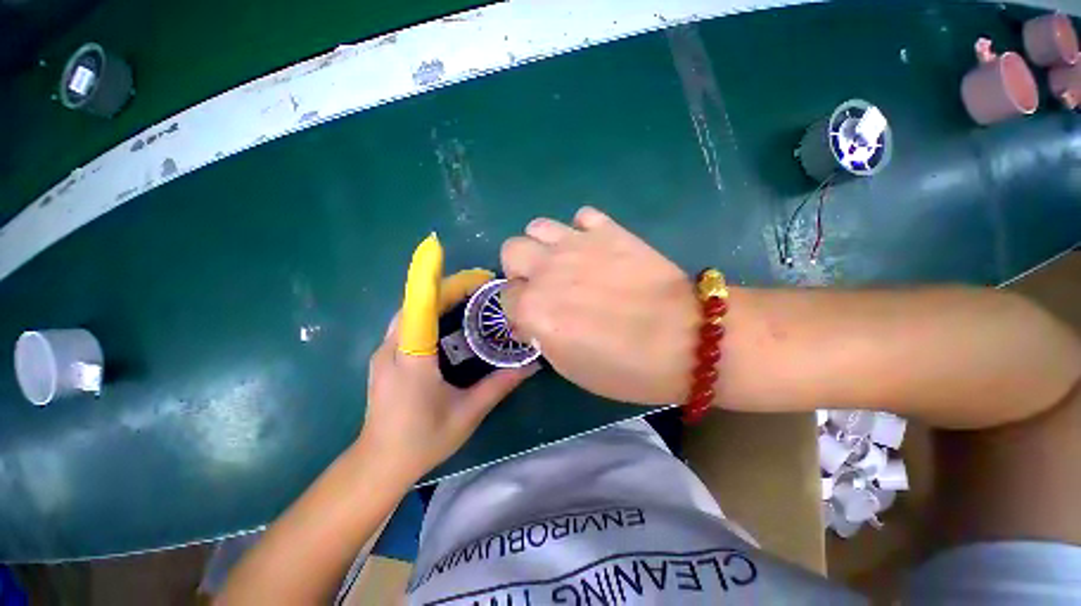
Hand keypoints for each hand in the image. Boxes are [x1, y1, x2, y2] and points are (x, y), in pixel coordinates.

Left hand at [361, 261, 537, 482]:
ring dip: (437, 297)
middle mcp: (392, 347)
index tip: (455, 260)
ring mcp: (384, 351)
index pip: (421, 305)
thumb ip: (500, 385)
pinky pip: (408, 323)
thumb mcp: (468, 412)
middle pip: (417, 302)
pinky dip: (429, 311)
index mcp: (411, 357)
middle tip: (481, 285)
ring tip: (469, 297)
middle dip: (447, 286)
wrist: (378, 464)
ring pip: (411, 311)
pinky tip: (449, 319)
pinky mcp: (385, 357)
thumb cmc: (422, 440)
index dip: (434, 277)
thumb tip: (532, 365)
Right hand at [501, 207, 697, 404]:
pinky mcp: (609, 231)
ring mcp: (578, 244)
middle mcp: (547, 270)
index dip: (518, 312)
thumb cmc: (626, 367)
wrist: (688, 340)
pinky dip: (583, 230)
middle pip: (512, 251)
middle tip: (541, 286)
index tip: (533, 321)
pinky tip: (595, 249)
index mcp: (535, 309)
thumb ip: (541, 337)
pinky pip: (582, 217)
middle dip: (520, 270)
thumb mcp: (570, 368)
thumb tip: (530, 321)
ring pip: (538, 226)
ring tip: (563, 263)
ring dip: (544, 246)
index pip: (505, 299)